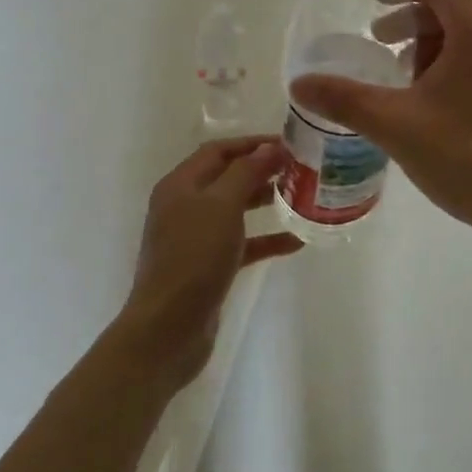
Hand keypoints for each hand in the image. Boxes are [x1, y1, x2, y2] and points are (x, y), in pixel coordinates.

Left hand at [119, 137, 301, 388]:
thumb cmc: (194, 258)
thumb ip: (246, 173)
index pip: (218, 151)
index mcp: (180, 185)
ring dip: (266, 201)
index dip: (252, 143)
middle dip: (263, 170)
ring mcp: (195, 238)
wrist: (169, 328)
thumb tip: (270, 147)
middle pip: (227, 177)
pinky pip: (242, 243)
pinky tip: (297, 241)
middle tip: (301, 169)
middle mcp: (185, 206)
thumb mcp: (221, 206)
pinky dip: (266, 239)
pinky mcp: (208, 266)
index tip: (290, 143)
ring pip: (236, 210)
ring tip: (302, 197)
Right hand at [289, 0, 471, 253]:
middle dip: (417, 23)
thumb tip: (300, 84)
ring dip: (441, 46)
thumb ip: (346, 100)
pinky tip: (448, 106)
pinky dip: (467, 65)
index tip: (373, 4)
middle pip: (459, 8)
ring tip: (411, 81)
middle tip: (384, 48)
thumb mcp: (397, 127)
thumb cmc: (470, 159)